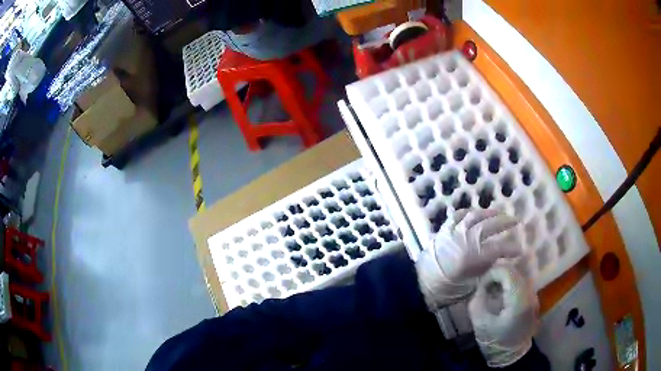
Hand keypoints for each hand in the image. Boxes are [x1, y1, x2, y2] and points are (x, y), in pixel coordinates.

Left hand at [415, 209, 521, 308]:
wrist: (420, 283)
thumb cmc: (446, 289)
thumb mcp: (471, 284)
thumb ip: (485, 269)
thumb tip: (496, 259)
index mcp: (474, 256)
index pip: (499, 248)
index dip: (511, 248)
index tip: (520, 250)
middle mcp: (466, 239)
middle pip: (490, 225)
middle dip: (505, 222)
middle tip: (515, 221)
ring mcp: (454, 231)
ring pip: (475, 215)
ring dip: (489, 213)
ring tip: (498, 213)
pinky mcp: (444, 229)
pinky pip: (458, 215)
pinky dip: (468, 213)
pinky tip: (474, 214)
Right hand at [468, 261, 538, 367]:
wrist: (511, 355)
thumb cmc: (495, 340)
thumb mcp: (481, 323)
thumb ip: (478, 301)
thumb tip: (481, 287)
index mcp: (518, 300)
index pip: (508, 272)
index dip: (492, 274)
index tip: (482, 285)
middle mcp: (530, 294)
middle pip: (516, 271)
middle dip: (499, 274)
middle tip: (486, 285)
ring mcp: (534, 297)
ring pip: (521, 275)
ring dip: (506, 278)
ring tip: (493, 289)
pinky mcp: (533, 300)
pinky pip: (523, 283)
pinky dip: (511, 284)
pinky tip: (502, 294)